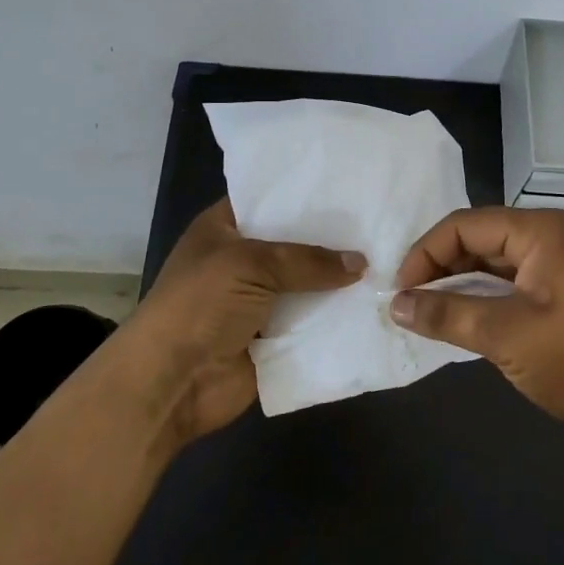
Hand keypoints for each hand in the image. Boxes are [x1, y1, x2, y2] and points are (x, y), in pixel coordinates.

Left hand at [124, 199, 364, 445]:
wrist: (172, 382)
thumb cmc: (200, 305)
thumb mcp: (250, 265)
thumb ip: (307, 260)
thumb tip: (361, 263)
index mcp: (224, 228)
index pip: (268, 199)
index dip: (304, 191)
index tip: (350, 182)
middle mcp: (243, 260)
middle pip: (295, 242)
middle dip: (332, 237)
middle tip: (382, 220)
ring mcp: (259, 300)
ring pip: (308, 284)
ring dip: (340, 280)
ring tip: (391, 260)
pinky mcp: (275, 337)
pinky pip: (312, 322)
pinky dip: (337, 317)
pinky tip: (377, 302)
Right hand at [390, 206, 563, 459]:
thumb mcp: (505, 335)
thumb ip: (447, 314)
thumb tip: (395, 303)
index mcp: (540, 231)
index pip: (464, 225)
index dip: (425, 253)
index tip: (399, 290)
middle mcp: (552, 239)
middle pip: (480, 241)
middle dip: (441, 269)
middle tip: (409, 303)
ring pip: (496, 267)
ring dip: (461, 288)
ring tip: (429, 316)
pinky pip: (515, 289)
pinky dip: (486, 303)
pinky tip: (466, 326)